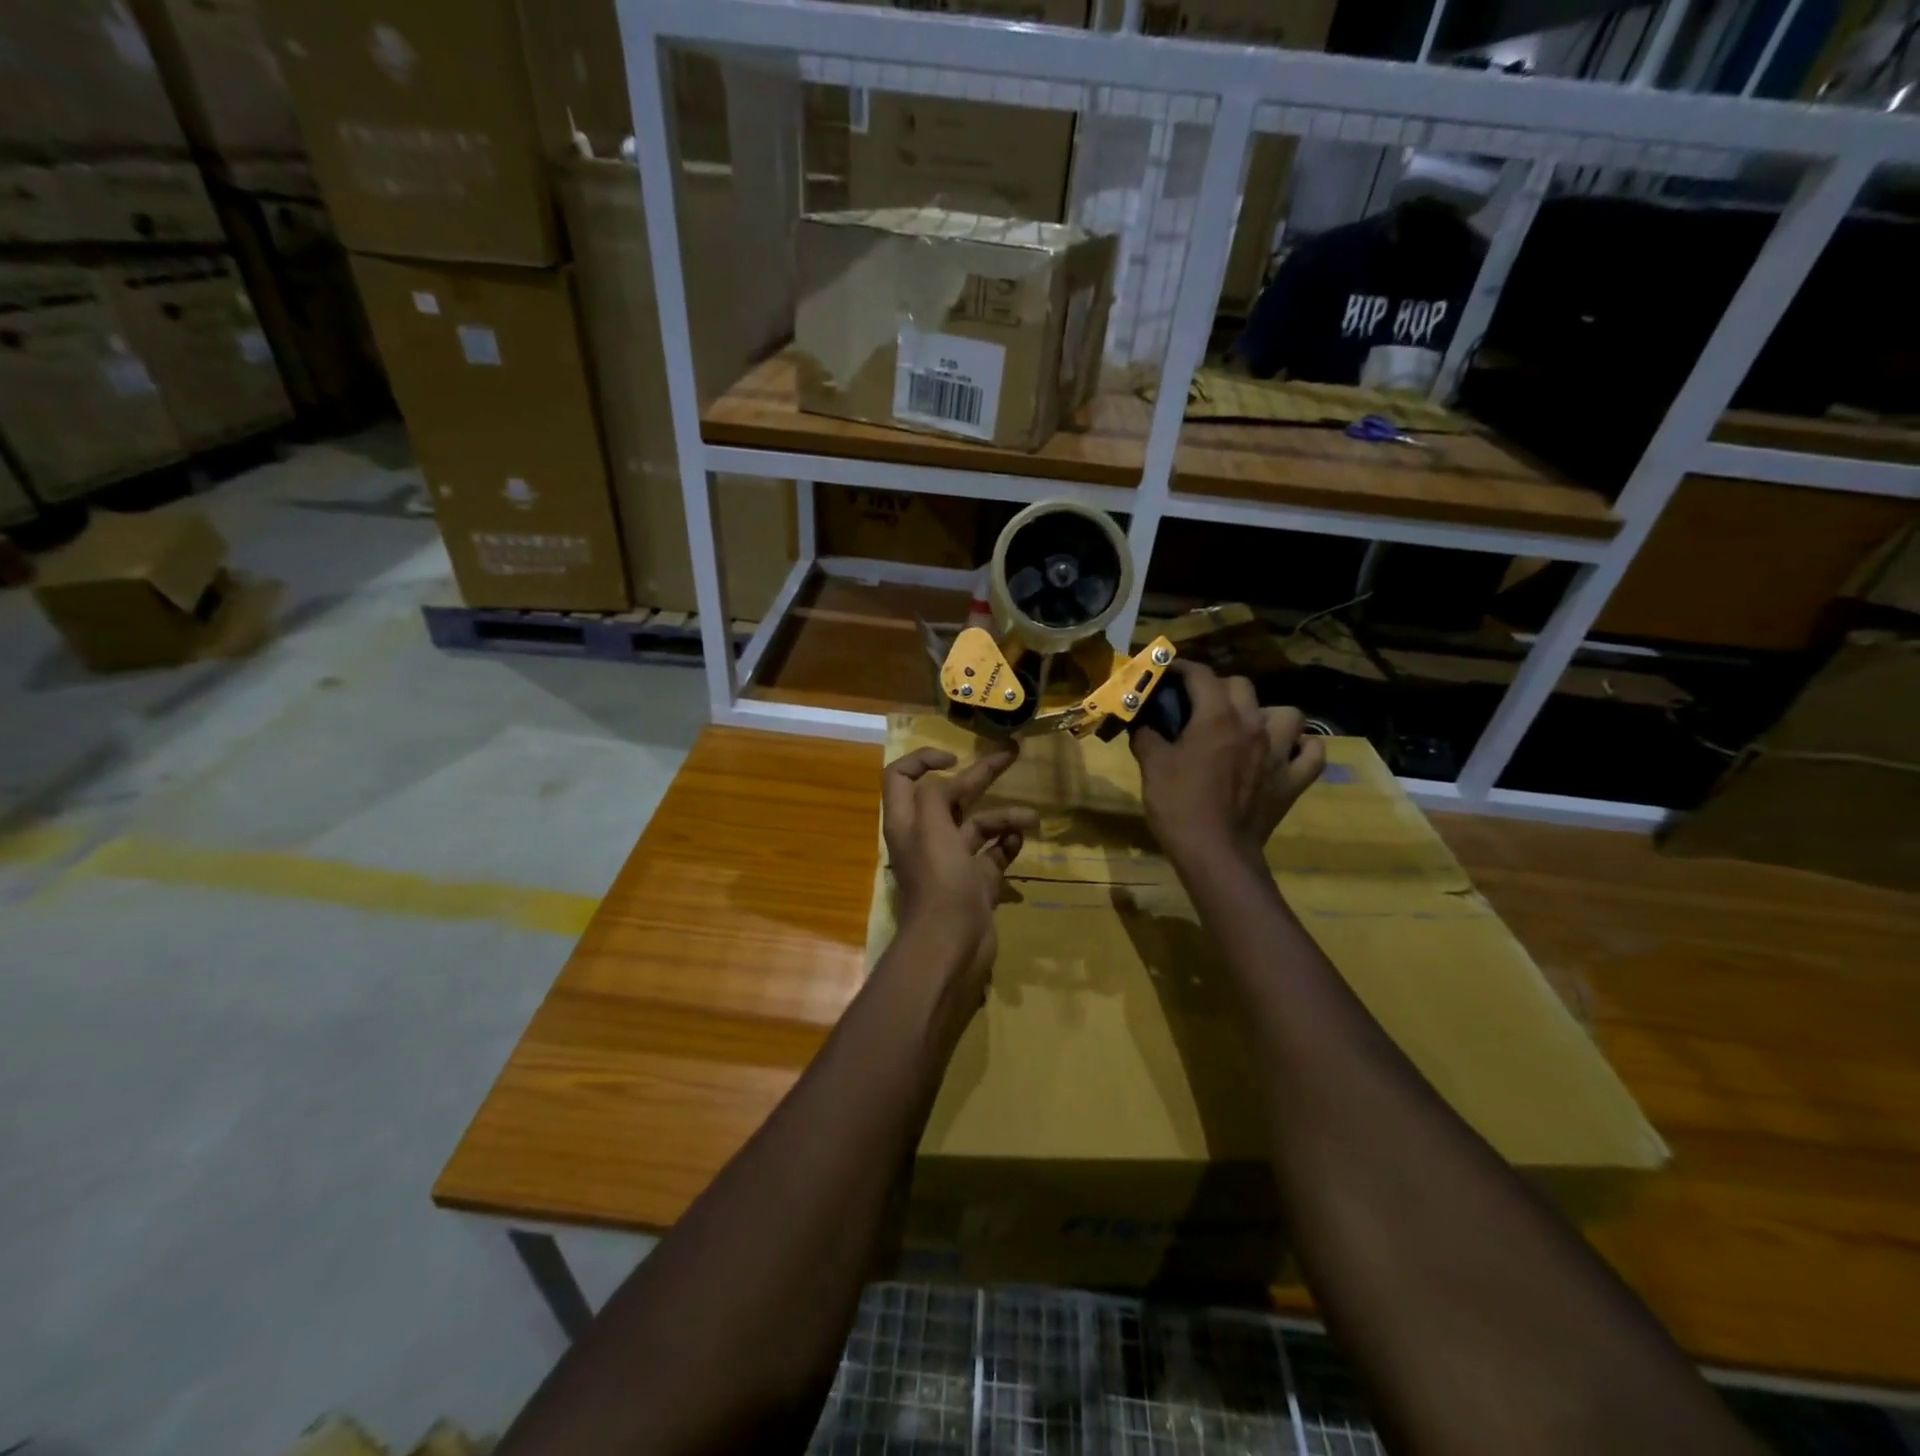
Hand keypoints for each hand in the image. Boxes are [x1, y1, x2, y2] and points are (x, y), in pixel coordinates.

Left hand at [882, 746, 1038, 995]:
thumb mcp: (931, 826)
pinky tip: (1020, 841)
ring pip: (979, 825)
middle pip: (951, 795)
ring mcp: (953, 860)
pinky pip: (994, 853)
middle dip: (981, 774)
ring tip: (1031, 818)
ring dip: (1005, 816)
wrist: (951, 943)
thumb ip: (935, 795)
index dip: (922, 759)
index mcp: (907, 821)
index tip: (954, 758)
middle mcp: (927, 836)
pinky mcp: (975, 881)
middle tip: (1012, 753)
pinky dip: (1007, 843)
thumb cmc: (939, 880)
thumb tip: (948, 783)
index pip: (901, 776)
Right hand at [1131, 662, 1324, 866]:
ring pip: (1287, 714)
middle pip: (1242, 686)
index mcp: (1216, 718)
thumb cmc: (1178, 805)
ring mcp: (1278, 753)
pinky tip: (1286, 752)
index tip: (1168, 672)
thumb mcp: (1152, 767)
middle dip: (1219, 688)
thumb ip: (1147, 737)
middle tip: (1200, 706)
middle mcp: (1253, 725)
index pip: (1201, 675)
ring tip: (1249, 728)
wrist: (1215, 853)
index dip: (1182, 668)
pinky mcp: (1293, 781)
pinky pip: (1311, 754)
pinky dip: (1301, 748)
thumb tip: (1143, 724)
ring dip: (1267, 715)